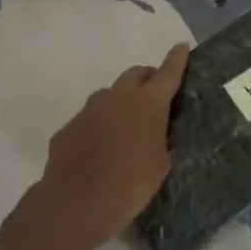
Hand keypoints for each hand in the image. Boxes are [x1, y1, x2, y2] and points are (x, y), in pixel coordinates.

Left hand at [30, 42, 190, 249]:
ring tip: (124, 130)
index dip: (176, 59)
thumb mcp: (160, 165)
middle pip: (136, 74)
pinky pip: (88, 119)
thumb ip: (160, 142)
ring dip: (120, 103)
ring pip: (110, 94)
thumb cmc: (130, 184)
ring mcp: (90, 109)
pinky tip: (97, 152)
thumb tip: (155, 136)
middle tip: (153, 98)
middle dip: (147, 79)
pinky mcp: (69, 127)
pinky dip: (97, 127)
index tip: (181, 46)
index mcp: (148, 102)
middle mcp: (118, 96)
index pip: (168, 72)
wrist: (76, 204)